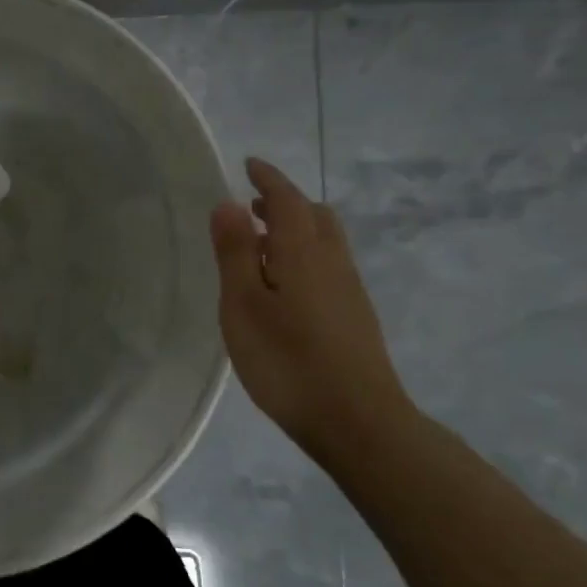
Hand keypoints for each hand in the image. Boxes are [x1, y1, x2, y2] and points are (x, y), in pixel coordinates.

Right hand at [209, 157, 412, 458]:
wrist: (358, 421)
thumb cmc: (288, 360)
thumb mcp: (244, 305)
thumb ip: (235, 253)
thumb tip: (228, 204)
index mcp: (302, 253)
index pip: (287, 200)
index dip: (268, 178)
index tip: (249, 164)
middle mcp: (332, 262)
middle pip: (314, 216)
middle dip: (284, 202)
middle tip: (251, 205)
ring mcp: (349, 290)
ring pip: (324, 241)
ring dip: (294, 229)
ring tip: (260, 244)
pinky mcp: (354, 316)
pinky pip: (328, 265)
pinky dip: (303, 254)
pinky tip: (284, 285)